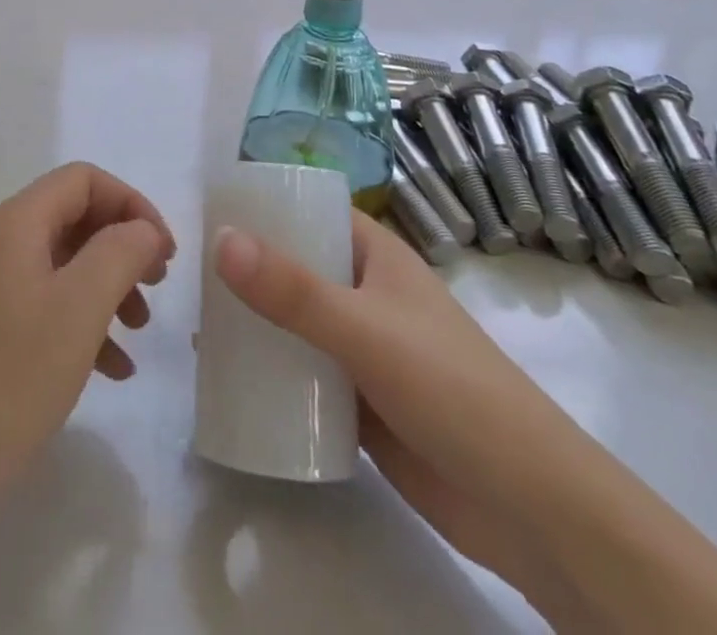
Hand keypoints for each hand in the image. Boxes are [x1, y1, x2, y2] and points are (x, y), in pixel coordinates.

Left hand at [0, 162, 175, 551]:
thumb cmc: (10, 377)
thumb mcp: (79, 309)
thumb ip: (120, 252)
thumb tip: (142, 229)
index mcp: (16, 222)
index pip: (84, 180)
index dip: (131, 204)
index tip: (164, 252)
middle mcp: (0, 241)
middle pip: (75, 217)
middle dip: (123, 246)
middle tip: (158, 285)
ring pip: (65, 263)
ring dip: (109, 286)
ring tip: (140, 330)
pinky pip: (47, 303)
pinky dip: (83, 322)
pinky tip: (113, 369)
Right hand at [214, 211, 569, 597]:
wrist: (529, 509)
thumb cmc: (452, 389)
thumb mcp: (365, 330)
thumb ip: (292, 291)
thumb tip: (220, 240)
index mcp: (376, 256)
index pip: (311, 211)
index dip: (264, 206)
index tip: (207, 212)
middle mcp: (365, 293)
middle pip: (295, 268)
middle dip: (246, 270)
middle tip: (187, 277)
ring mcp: (363, 349)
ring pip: (295, 323)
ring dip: (254, 324)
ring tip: (197, 327)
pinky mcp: (359, 403)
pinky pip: (303, 375)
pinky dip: (270, 374)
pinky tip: (227, 381)